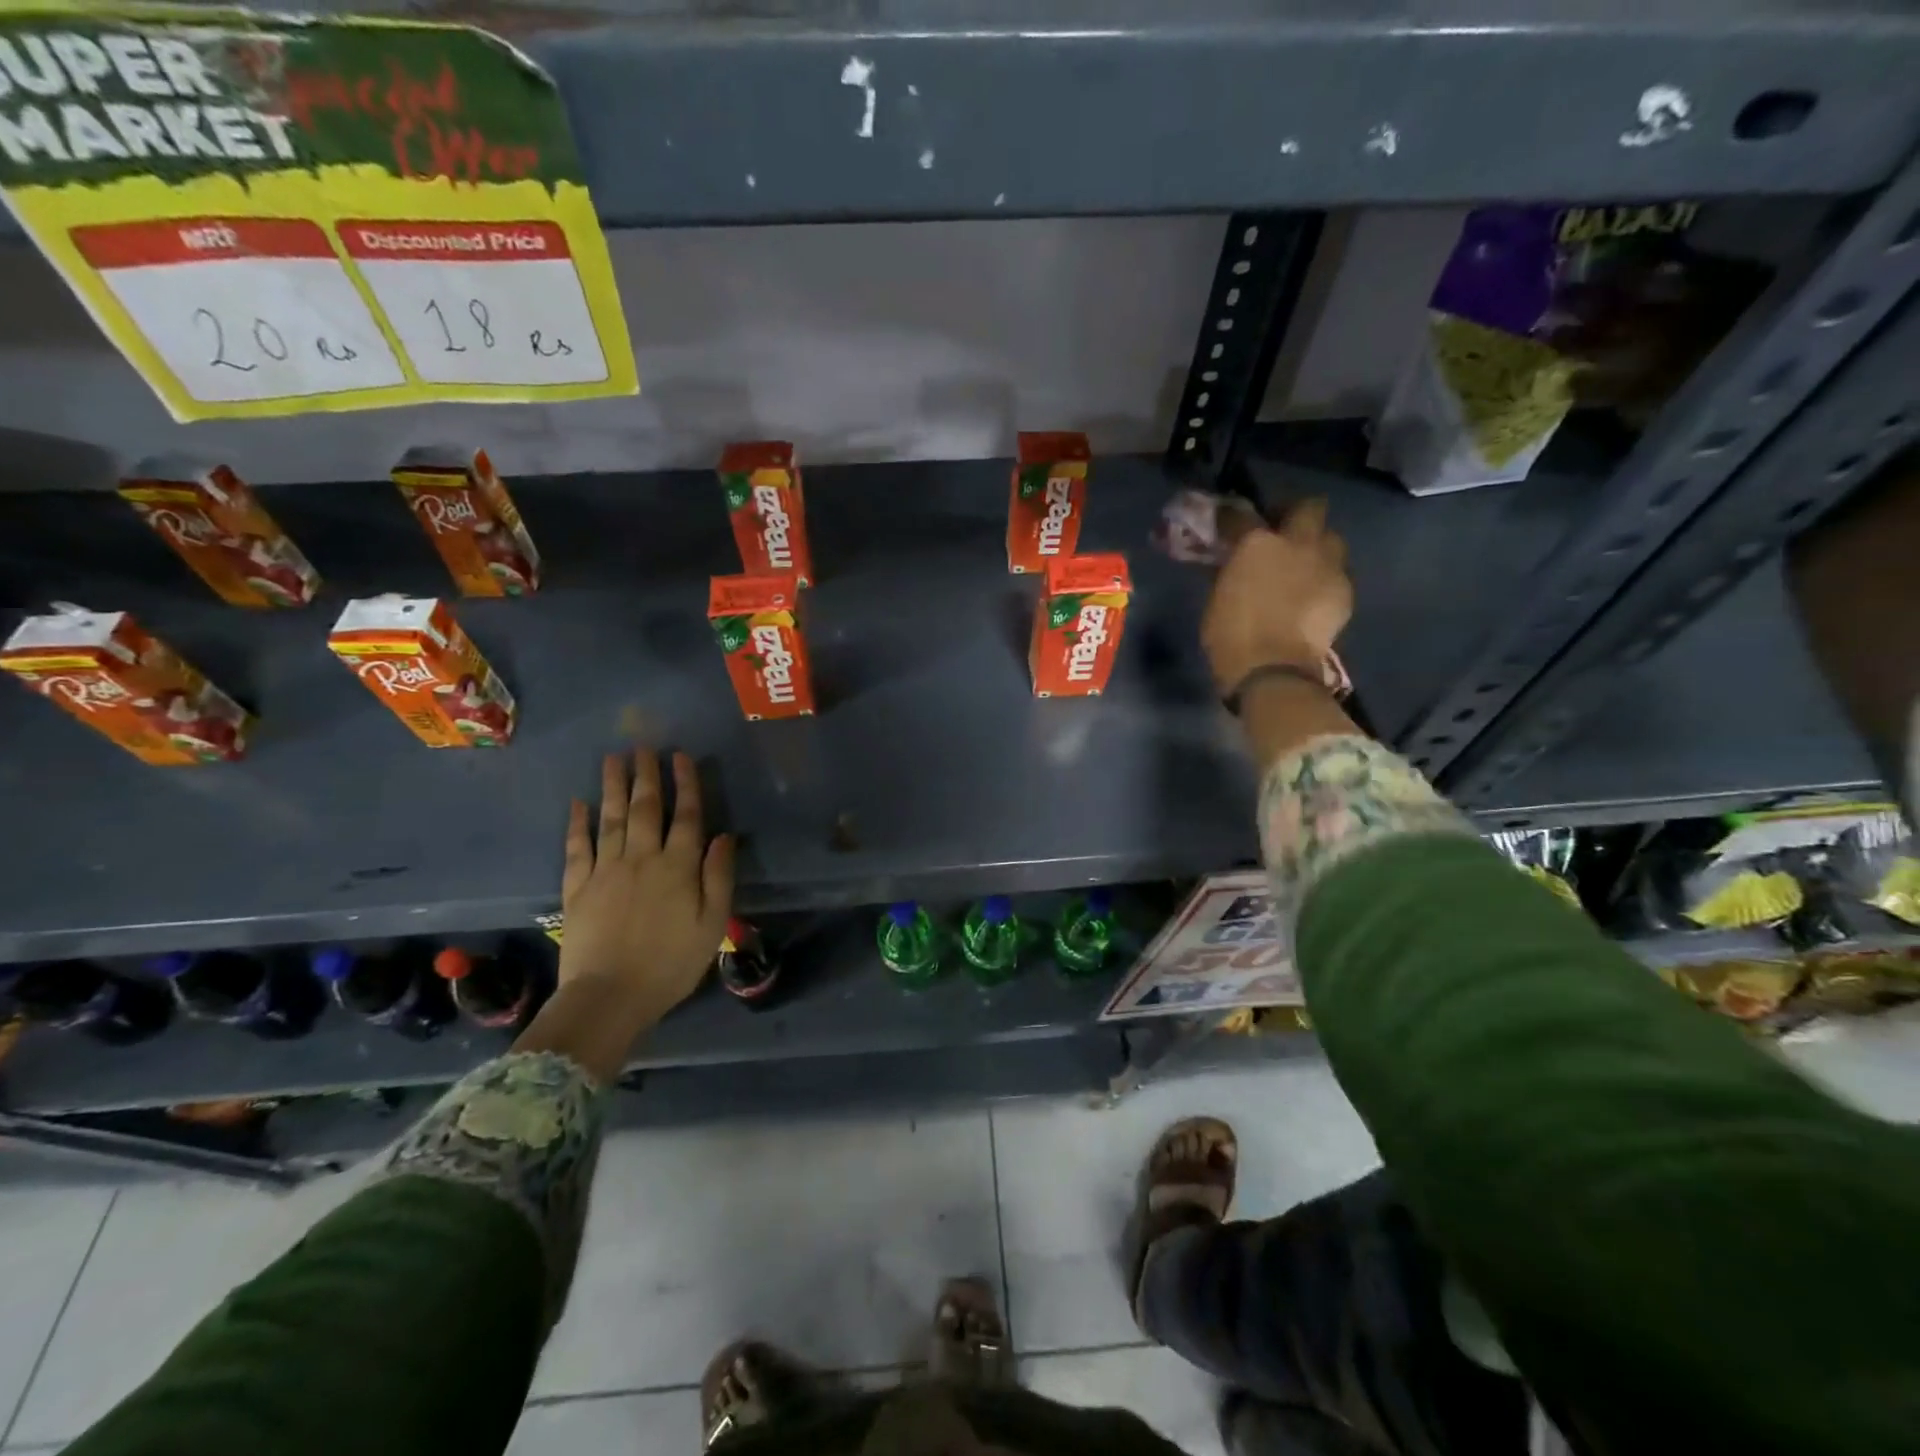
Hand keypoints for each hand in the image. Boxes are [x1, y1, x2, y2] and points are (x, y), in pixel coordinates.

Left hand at [558, 750, 734, 1023]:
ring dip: (614, 786)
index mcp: (678, 867)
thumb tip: (723, 836)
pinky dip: (577, 823)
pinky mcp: (577, 887)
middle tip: (644, 746)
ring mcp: (605, 870)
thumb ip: (718, 877)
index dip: (686, 784)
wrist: (609, 997)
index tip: (681, 756)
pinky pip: (577, 847)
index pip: (686, 816)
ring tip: (614, 758)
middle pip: (645, 808)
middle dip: (647, 775)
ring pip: (611, 818)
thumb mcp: (712, 924)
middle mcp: (642, 859)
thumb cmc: (671, 964)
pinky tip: (579, 802)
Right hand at [1200, 498, 1352, 695]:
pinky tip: (1313, 596)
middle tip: (1282, 532)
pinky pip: (1337, 572)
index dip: (1233, 518)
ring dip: (1317, 546)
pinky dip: (1325, 578)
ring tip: (1303, 565)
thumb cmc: (1231, 635)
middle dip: (1296, 514)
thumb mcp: (1218, 597)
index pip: (1241, 515)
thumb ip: (1230, 571)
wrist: (1274, 669)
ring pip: (1331, 538)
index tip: (1228, 524)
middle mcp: (1298, 542)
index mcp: (1256, 543)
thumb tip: (1233, 562)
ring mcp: (1327, 564)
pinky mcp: (1345, 590)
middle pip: (1309, 507)